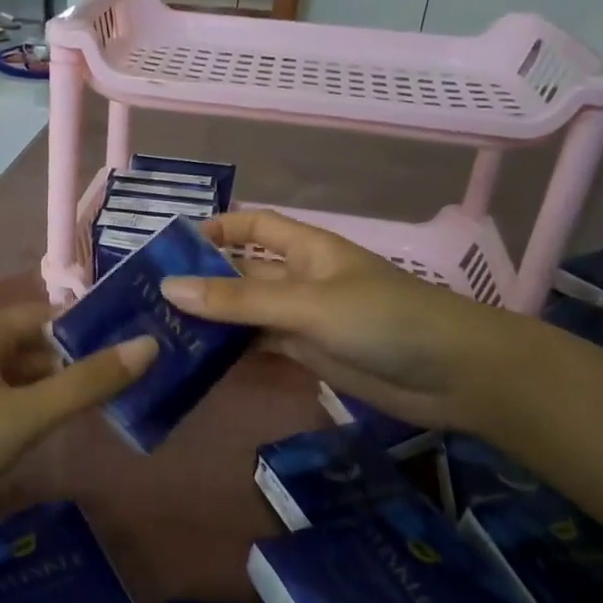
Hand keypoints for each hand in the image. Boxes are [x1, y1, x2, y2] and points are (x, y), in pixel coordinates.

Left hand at [0, 305, 156, 514]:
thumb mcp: (26, 413)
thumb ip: (87, 383)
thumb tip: (149, 344)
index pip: (57, 314)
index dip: (97, 327)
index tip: (142, 344)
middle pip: (43, 346)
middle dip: (84, 362)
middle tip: (137, 383)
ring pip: (26, 377)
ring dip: (61, 389)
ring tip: (112, 408)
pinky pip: (8, 402)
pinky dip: (35, 410)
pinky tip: (58, 430)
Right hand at [160, 209, 529, 430]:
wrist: (455, 376)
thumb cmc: (384, 320)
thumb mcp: (307, 304)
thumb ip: (238, 301)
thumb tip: (168, 288)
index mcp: (305, 249)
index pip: (252, 226)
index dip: (215, 229)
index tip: (168, 248)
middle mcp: (300, 279)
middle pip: (242, 273)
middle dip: (201, 282)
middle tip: (147, 302)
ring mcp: (304, 319)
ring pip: (247, 314)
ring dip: (212, 322)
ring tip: (160, 334)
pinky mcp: (309, 356)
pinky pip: (260, 347)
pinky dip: (232, 353)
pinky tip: (196, 364)